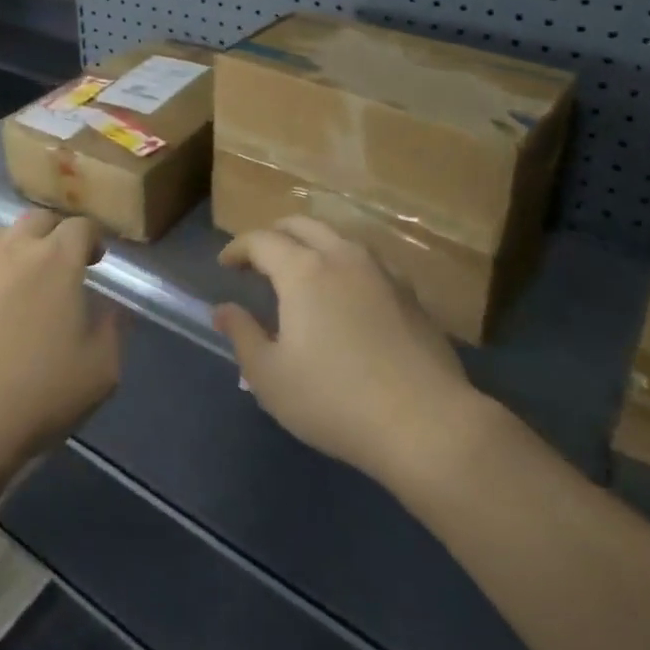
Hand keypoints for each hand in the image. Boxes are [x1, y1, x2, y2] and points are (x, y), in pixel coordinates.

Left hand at [0, 210, 121, 476]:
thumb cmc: (40, 395)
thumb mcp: (102, 369)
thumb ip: (113, 328)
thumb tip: (111, 308)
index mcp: (57, 260)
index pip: (81, 226)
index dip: (93, 239)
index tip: (97, 261)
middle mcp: (14, 250)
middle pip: (37, 220)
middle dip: (54, 234)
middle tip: (62, 264)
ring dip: (16, 247)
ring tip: (21, 277)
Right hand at [215, 217, 483, 484]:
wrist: (427, 424)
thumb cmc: (335, 400)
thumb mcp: (270, 377)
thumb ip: (242, 336)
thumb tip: (223, 309)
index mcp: (303, 270)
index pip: (262, 240)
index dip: (238, 247)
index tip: (225, 264)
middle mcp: (342, 257)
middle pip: (302, 225)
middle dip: (274, 234)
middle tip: (258, 258)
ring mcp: (382, 272)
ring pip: (339, 237)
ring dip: (312, 243)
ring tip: (301, 269)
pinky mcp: (410, 294)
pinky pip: (368, 261)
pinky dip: (345, 263)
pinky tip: (347, 291)